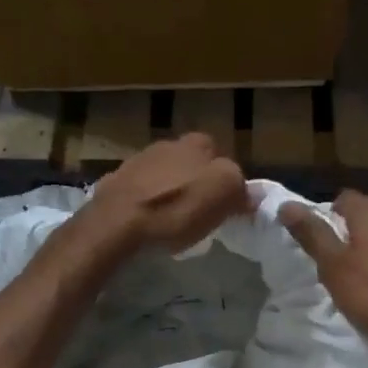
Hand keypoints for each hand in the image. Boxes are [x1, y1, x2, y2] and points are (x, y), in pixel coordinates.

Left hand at [84, 133, 249, 252]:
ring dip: (170, 193)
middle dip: (196, 184)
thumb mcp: (223, 195)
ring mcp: (137, 161)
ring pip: (164, 176)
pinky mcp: (115, 183)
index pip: (222, 158)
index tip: (225, 207)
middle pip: (191, 165)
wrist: (117, 224)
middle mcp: (167, 144)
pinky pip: (140, 192)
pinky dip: (146, 204)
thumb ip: (240, 187)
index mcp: (197, 143)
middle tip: (199, 214)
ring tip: (171, 222)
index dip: (226, 183)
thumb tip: (252, 193)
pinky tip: (146, 223)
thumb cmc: (176, 209)